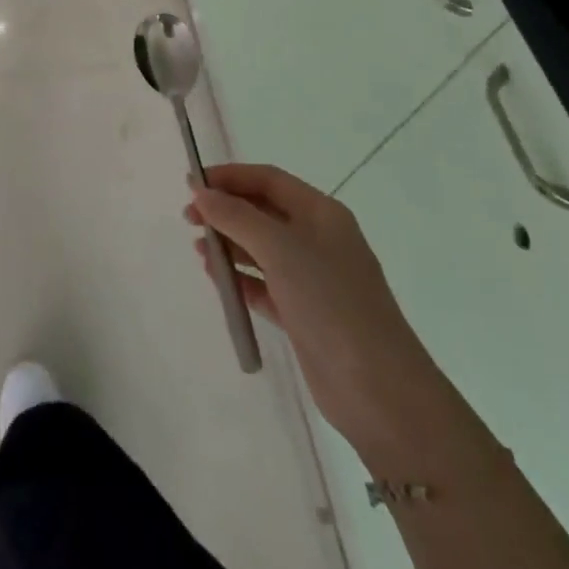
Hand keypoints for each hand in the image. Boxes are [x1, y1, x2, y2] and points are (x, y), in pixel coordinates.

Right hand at [188, 162, 452, 450]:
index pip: (268, 179)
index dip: (229, 176)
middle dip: (225, 210)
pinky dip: (240, 278)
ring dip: (229, 244)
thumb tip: (201, 193)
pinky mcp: (304, 314)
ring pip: (262, 249)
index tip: (191, 185)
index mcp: (321, 214)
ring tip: (198, 250)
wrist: (380, 391)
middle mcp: (318, 239)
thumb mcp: (280, 249)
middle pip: (263, 211)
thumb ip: (236, 216)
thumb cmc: (331, 302)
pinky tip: (217, 279)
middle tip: (188, 219)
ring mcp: (313, 278)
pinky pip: (264, 284)